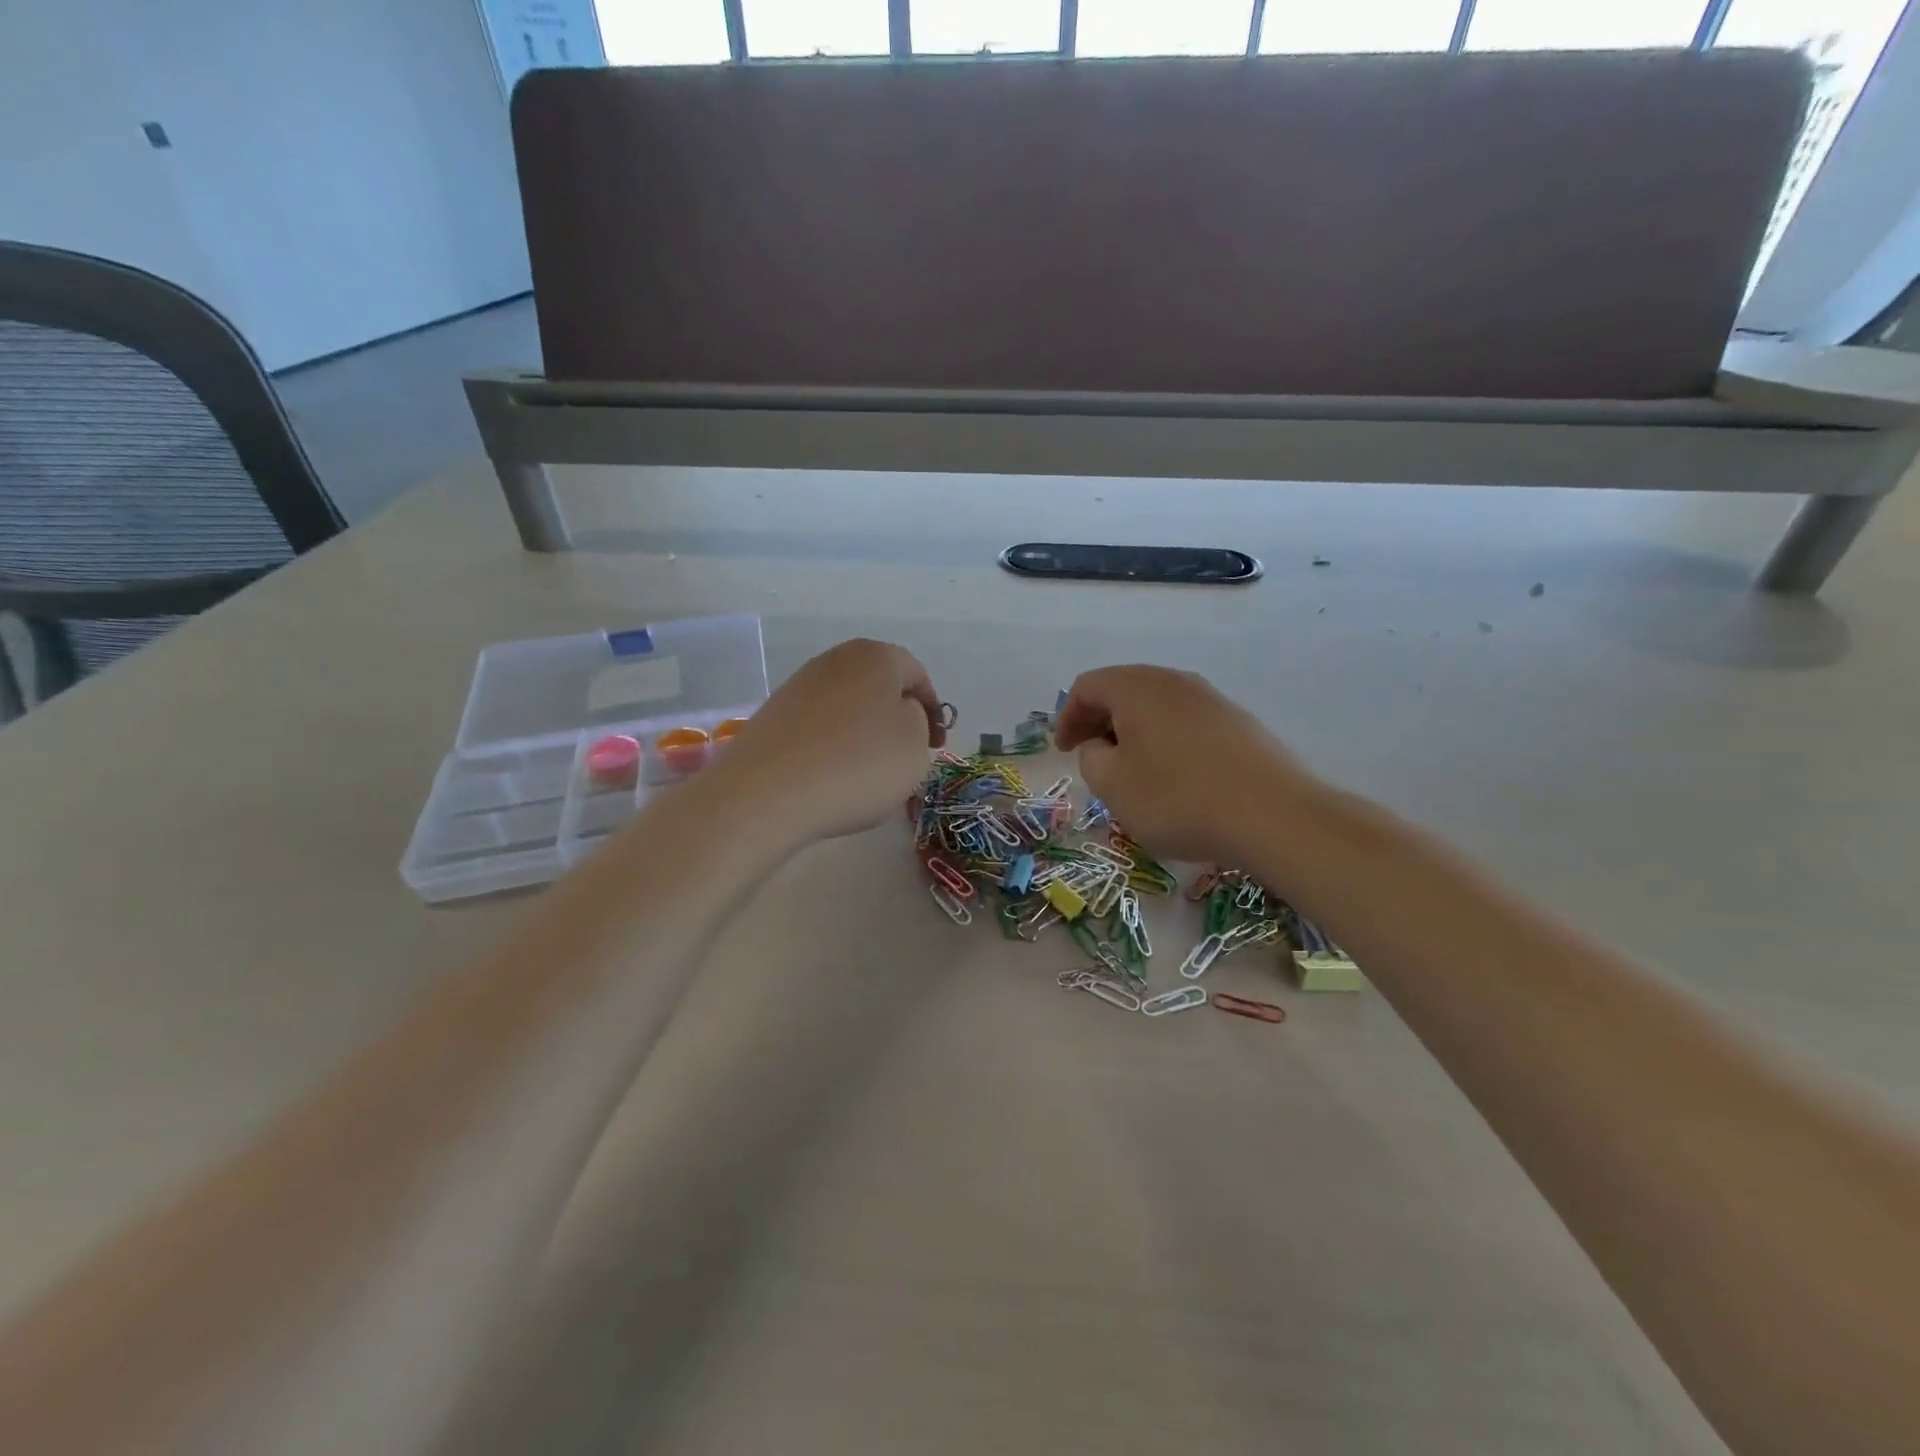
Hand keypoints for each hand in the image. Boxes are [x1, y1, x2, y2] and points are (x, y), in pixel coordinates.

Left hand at [715, 639, 945, 843]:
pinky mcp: (773, 715)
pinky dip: (832, 745)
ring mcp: (799, 685)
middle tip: (906, 756)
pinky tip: (832, 776)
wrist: (767, 792)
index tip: (936, 745)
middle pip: (878, 686)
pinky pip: (818, 726)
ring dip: (863, 732)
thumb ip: (919, 721)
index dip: (932, 709)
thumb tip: (898, 714)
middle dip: (896, 718)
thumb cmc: (857, 764)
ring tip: (868, 772)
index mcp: (876, 656)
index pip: (916, 673)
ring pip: (847, 706)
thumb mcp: (915, 745)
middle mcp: (835, 660)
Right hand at [1054, 666, 1311, 863]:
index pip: (1087, 687)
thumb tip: (1102, 746)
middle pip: (1123, 691)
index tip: (1064, 752)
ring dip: (1135, 734)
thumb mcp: (1112, 785)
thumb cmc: (1177, 798)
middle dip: (1100, 722)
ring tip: (1132, 771)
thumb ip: (1092, 758)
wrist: (1272, 815)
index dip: (1067, 717)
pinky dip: (1167, 742)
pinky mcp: (1239, 723)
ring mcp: (1211, 699)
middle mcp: (1174, 681)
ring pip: (1157, 707)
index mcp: (1136, 687)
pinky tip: (1175, 778)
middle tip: (1092, 758)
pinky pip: (1187, 724)